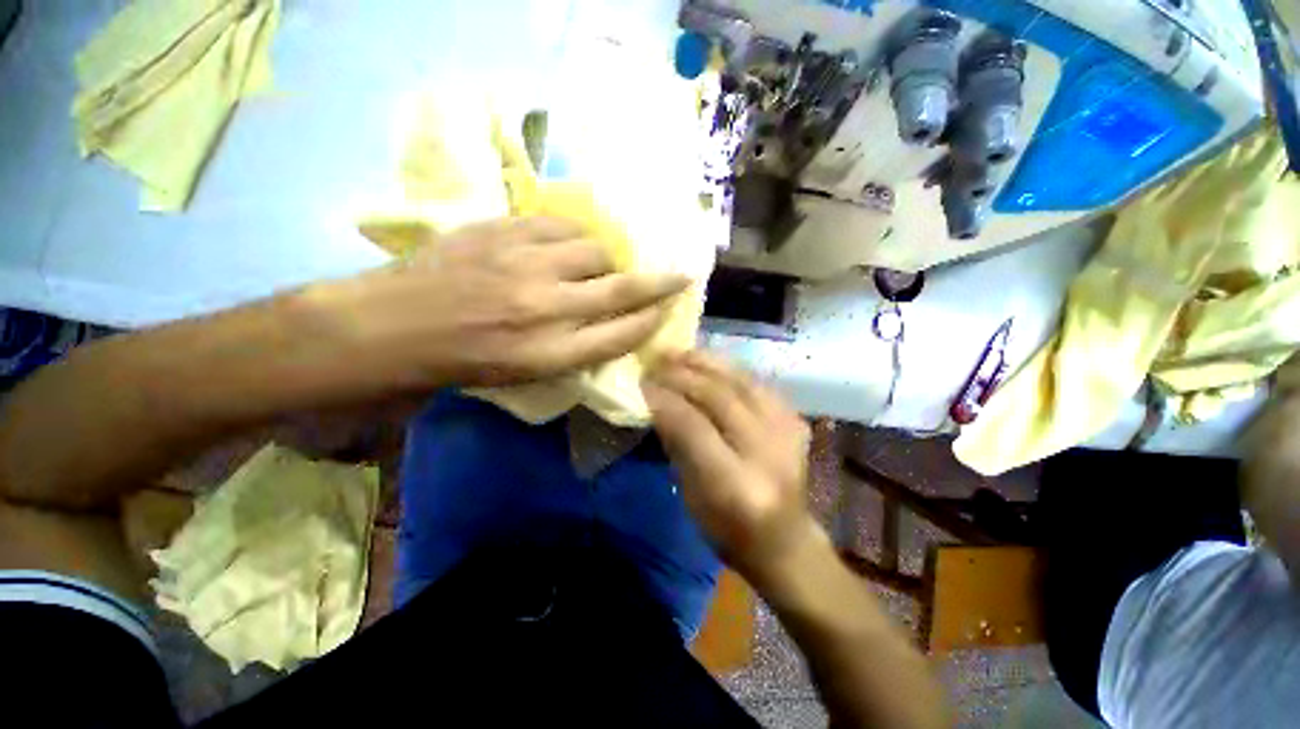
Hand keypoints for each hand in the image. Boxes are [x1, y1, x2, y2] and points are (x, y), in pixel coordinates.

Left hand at [314, 217, 688, 388]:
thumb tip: (614, 323)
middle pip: (622, 289)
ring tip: (594, 266)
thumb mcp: (527, 375)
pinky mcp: (502, 232)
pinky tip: (566, 244)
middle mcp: (547, 309)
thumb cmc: (465, 362)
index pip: (624, 334)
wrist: (393, 326)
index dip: (654, 319)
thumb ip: (577, 349)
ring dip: (605, 260)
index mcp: (551, 354)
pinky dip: (573, 236)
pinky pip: (560, 225)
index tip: (670, 308)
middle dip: (660, 282)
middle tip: (679, 274)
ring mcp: (524, 265)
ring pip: (595, 251)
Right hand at [642, 352, 817, 583]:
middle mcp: (765, 453)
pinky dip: (728, 367)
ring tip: (678, 352)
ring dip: (705, 362)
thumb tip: (657, 401)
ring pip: (740, 380)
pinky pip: (757, 382)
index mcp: (734, 484)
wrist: (784, 539)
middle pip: (718, 397)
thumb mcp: (690, 494)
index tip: (642, 382)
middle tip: (655, 361)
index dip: (665, 399)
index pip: (693, 426)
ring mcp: (787, 433)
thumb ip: (676, 444)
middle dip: (681, 375)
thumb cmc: (728, 527)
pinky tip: (708, 361)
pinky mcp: (795, 420)